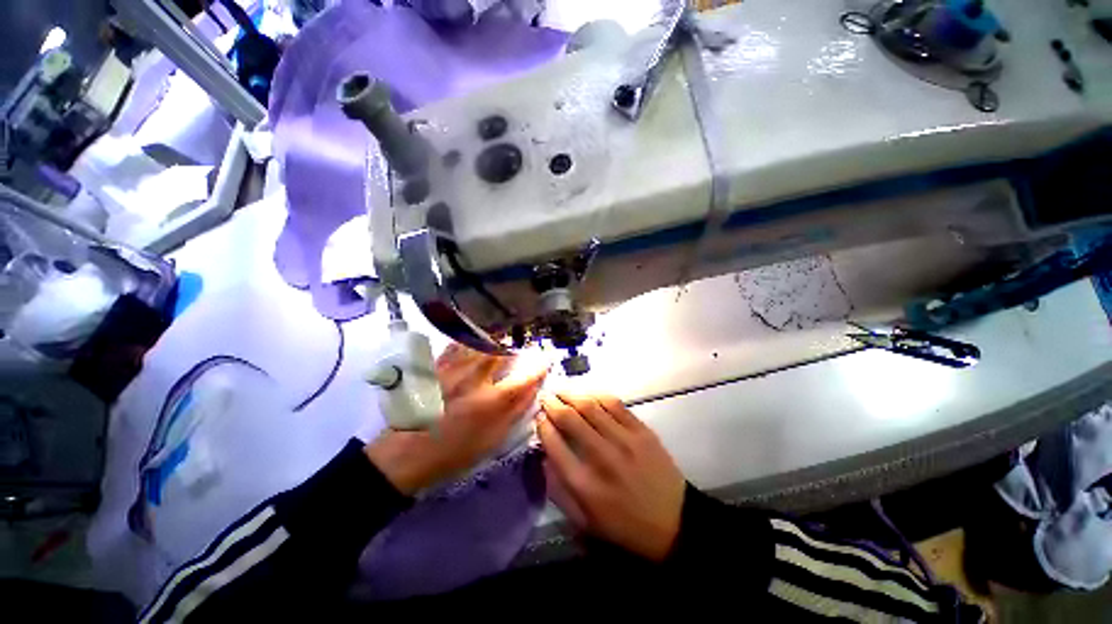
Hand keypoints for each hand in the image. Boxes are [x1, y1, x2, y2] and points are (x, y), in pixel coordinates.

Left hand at [366, 344, 546, 494]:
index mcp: (490, 402)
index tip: (545, 361)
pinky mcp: (435, 368)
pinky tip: (473, 341)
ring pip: (480, 345)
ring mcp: (453, 371)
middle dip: (515, 349)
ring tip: (501, 342)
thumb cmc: (453, 453)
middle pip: (502, 353)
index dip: (538, 367)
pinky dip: (469, 341)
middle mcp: (474, 380)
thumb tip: (532, 391)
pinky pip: (456, 346)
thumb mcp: (491, 441)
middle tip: (521, 350)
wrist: (404, 456)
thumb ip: (514, 413)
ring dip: (495, 341)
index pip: (524, 378)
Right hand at [537, 393, 684, 561]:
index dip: (542, 426)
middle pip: (570, 419)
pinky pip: (615, 404)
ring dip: (572, 394)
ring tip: (561, 390)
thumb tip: (544, 458)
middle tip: (545, 396)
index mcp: (584, 485)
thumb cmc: (625, 526)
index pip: (554, 444)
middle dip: (553, 403)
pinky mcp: (641, 431)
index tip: (538, 417)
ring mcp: (624, 440)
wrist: (674, 522)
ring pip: (591, 406)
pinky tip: (588, 393)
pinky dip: (597, 395)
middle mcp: (602, 457)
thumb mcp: (585, 521)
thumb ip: (559, 491)